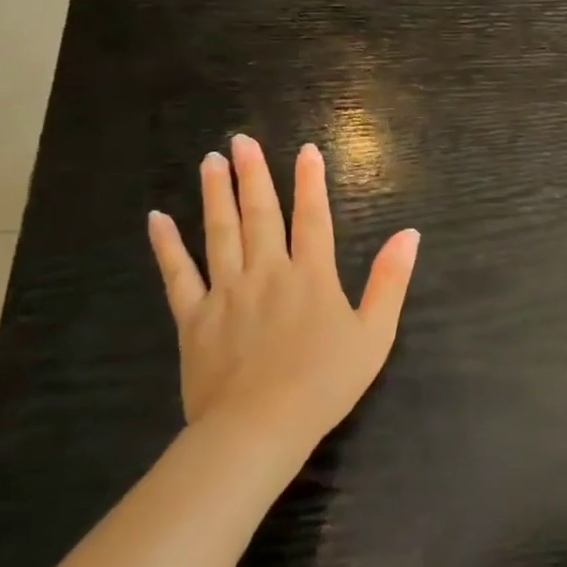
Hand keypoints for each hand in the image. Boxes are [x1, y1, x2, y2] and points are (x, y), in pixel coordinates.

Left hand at [146, 134, 418, 465]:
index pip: (313, 219)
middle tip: (241, 141)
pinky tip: (157, 220)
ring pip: (219, 233)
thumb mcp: (375, 333)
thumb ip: (391, 281)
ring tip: (211, 162)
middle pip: (260, 216)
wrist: (260, 426)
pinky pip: (177, 275)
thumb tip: (409, 234)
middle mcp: (268, 273)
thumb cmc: (326, 382)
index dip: (311, 182)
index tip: (305, 150)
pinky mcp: (194, 318)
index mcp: (312, 276)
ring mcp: (226, 293)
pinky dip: (167, 246)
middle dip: (254, 176)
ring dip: (216, 195)